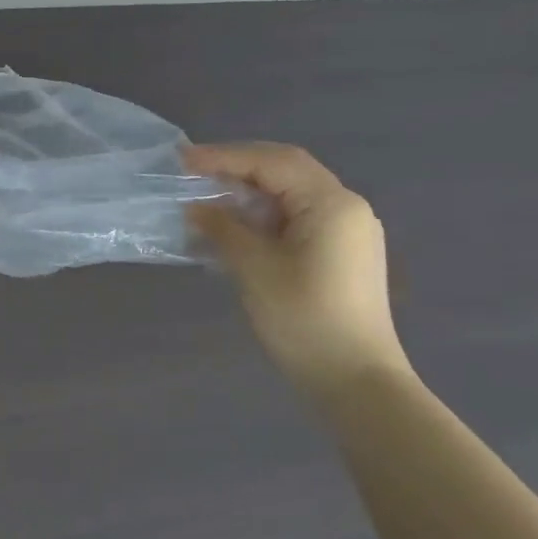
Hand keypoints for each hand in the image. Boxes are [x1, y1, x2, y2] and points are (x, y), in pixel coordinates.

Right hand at [186, 143, 409, 393]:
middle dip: (237, 167)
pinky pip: (298, 216)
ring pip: (291, 193)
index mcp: (331, 203)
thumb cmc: (304, 319)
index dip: (224, 157)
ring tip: (207, 197)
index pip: (272, 162)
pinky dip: (264, 213)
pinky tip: (236, 226)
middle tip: (193, 172)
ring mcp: (348, 230)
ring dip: (249, 191)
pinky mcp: (342, 252)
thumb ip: (223, 228)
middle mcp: (346, 206)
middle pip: (285, 169)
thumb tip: (195, 208)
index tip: (182, 160)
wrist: (356, 381)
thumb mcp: (254, 268)